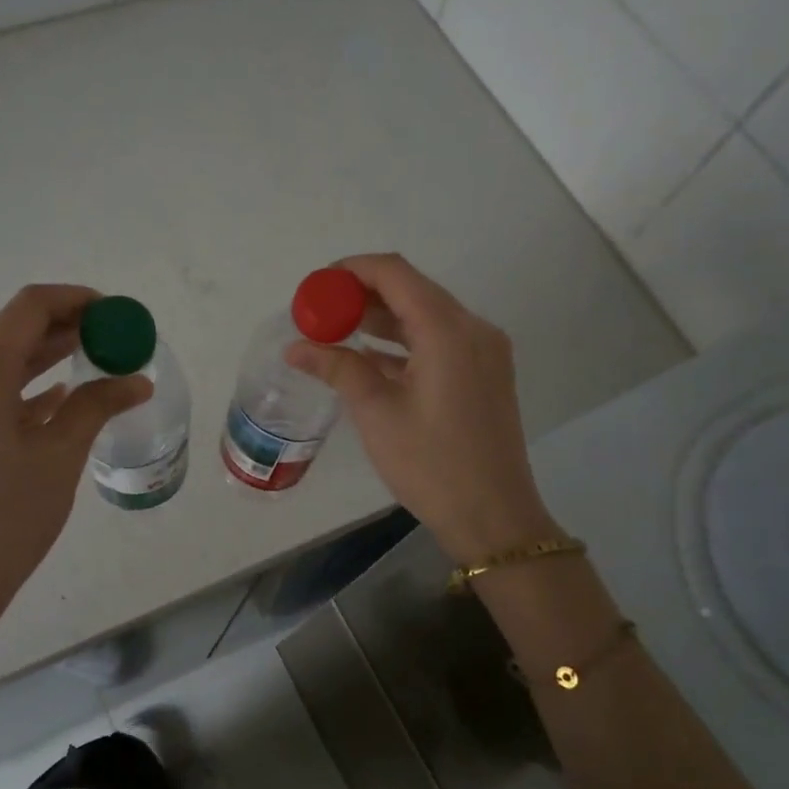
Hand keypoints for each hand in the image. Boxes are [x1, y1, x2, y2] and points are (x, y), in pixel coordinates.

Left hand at [0, 284, 150, 618]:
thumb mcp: (60, 455)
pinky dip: (26, 388)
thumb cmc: (8, 516)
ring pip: (2, 363)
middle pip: (14, 332)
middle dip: (66, 329)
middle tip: (113, 337)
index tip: (114, 313)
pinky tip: (60, 396)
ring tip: (96, 360)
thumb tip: (137, 382)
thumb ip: (97, 405)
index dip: (75, 301)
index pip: (29, 308)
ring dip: (47, 357)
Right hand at [285, 253, 557, 562]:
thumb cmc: (431, 464)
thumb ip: (337, 368)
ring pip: (425, 315)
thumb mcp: (376, 413)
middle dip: (362, 295)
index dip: (351, 271)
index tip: (316, 288)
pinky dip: (403, 341)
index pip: (395, 273)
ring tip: (336, 333)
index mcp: (448, 331)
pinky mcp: (484, 373)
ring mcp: (483, 351)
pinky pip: (438, 341)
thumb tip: (295, 347)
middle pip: (412, 289)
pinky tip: (368, 358)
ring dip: (382, 318)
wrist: (493, 517)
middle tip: (320, 313)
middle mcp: (472, 329)